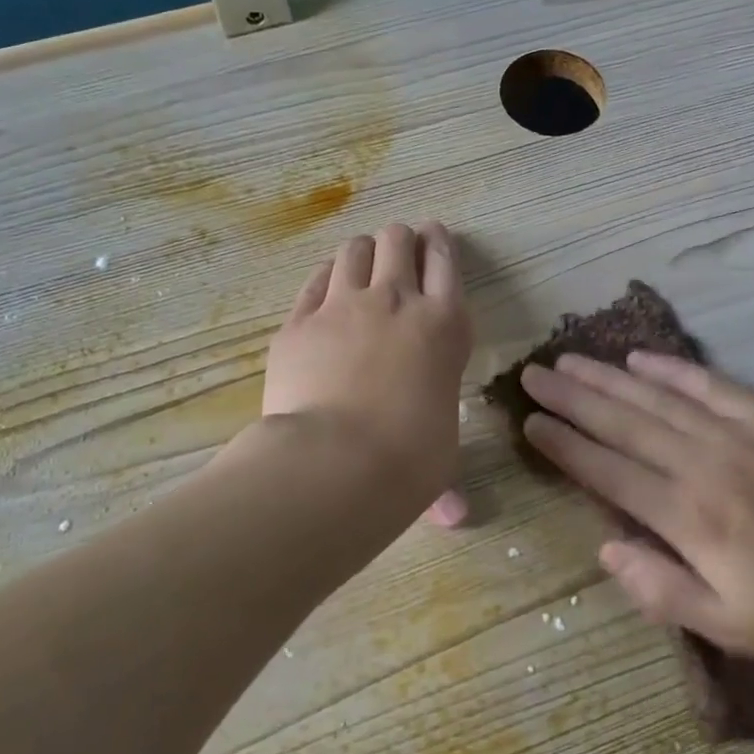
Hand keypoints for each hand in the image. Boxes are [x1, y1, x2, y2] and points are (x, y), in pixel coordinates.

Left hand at [264, 222, 473, 523]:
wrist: (336, 462)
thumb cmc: (408, 460)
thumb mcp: (440, 455)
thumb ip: (443, 472)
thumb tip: (454, 518)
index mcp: (443, 325)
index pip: (446, 261)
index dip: (440, 242)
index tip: (435, 235)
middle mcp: (396, 301)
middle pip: (397, 240)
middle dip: (399, 239)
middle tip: (397, 248)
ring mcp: (343, 305)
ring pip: (353, 250)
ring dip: (362, 251)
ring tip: (361, 263)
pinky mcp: (299, 321)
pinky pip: (314, 280)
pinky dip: (324, 277)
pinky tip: (325, 286)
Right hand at [520, 352, 753, 668]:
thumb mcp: (735, 629)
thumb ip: (663, 590)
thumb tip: (606, 549)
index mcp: (690, 519)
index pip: (609, 471)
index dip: (565, 445)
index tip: (530, 422)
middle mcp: (704, 466)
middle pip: (623, 423)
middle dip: (572, 398)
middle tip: (533, 376)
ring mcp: (738, 435)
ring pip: (657, 398)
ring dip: (608, 378)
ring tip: (570, 360)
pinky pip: (710, 385)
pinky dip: (672, 368)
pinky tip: (641, 356)